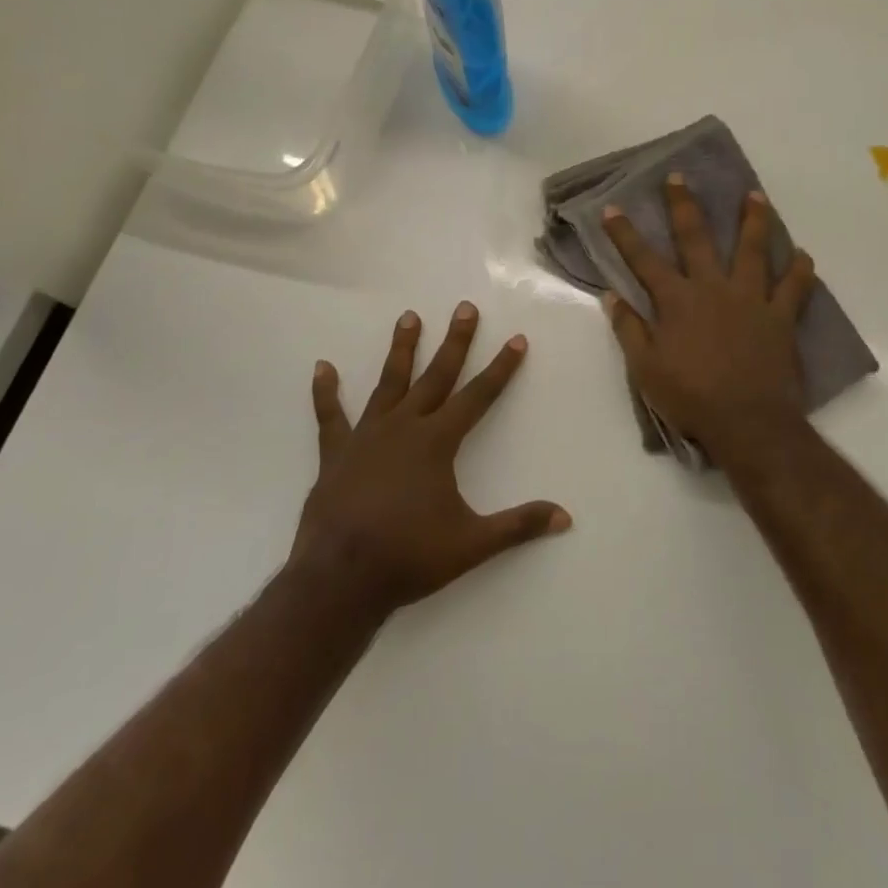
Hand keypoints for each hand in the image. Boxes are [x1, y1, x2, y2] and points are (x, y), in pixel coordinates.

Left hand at [289, 302, 570, 615]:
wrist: (341, 579)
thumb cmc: (409, 557)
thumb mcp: (472, 543)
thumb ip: (518, 526)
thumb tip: (565, 517)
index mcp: (437, 442)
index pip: (479, 396)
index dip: (501, 368)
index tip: (516, 339)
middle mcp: (404, 426)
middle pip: (437, 375)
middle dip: (455, 341)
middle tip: (464, 307)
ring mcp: (367, 436)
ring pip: (389, 382)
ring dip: (401, 349)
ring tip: (409, 316)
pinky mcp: (336, 453)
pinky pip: (330, 416)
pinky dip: (326, 392)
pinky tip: (322, 367)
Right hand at [602, 176, 818, 465]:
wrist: (747, 423)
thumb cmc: (690, 398)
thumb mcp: (645, 369)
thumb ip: (629, 329)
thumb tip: (611, 296)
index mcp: (677, 301)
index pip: (643, 260)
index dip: (625, 233)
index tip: (612, 207)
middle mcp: (712, 288)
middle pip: (696, 239)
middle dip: (684, 206)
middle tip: (679, 177)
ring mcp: (750, 299)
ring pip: (753, 250)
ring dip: (753, 220)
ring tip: (755, 195)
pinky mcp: (780, 317)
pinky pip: (795, 287)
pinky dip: (800, 269)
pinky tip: (803, 254)